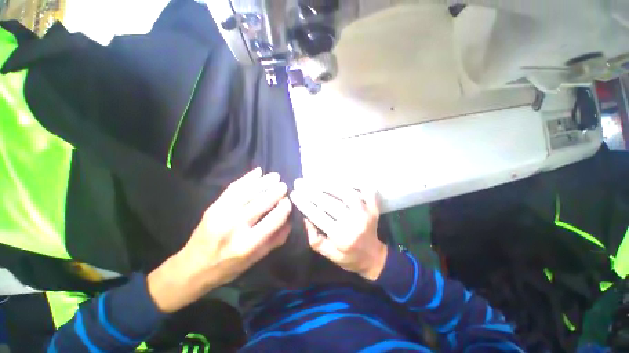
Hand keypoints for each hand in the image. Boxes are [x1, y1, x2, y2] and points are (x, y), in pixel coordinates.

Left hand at [148, 168, 291, 312]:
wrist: (193, 268)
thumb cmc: (229, 267)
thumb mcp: (256, 259)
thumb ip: (276, 239)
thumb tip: (290, 219)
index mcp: (248, 244)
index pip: (274, 219)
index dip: (284, 207)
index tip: (288, 201)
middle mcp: (236, 227)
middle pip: (262, 202)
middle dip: (276, 191)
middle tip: (284, 186)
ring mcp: (222, 214)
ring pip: (248, 192)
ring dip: (264, 182)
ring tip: (275, 176)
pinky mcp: (213, 207)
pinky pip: (233, 188)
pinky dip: (247, 178)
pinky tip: (257, 172)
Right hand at [290, 179, 386, 280]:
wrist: (374, 258)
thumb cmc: (348, 257)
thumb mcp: (328, 254)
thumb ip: (315, 238)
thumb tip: (306, 217)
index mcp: (341, 237)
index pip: (318, 215)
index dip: (304, 203)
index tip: (294, 193)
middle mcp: (354, 223)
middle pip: (330, 202)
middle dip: (312, 190)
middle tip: (300, 182)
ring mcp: (367, 213)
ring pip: (346, 193)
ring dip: (329, 184)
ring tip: (316, 179)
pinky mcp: (374, 207)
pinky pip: (366, 190)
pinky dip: (356, 182)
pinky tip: (343, 178)